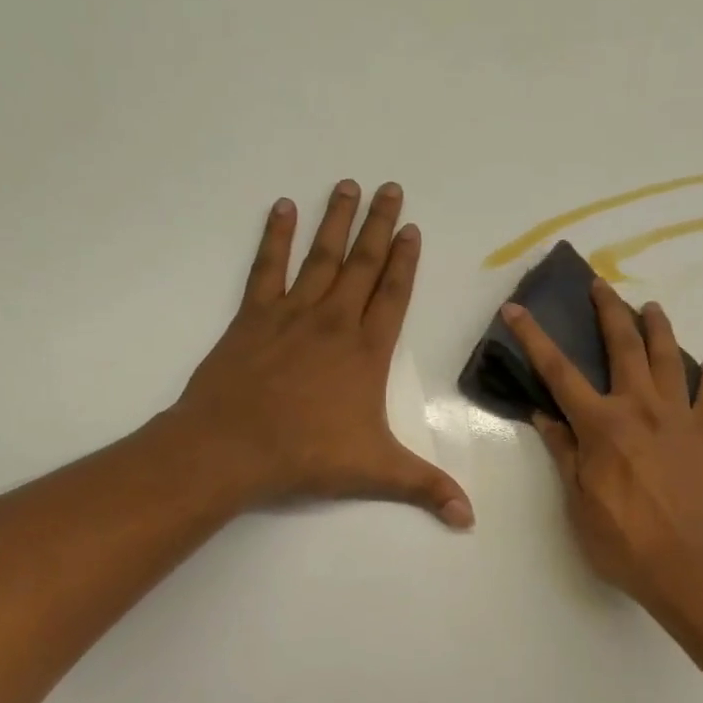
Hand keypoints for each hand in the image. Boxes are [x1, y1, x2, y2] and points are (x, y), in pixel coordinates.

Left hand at [159, 181, 472, 527]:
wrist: (232, 448)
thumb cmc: (307, 455)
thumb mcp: (376, 472)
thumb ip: (426, 487)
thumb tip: (470, 518)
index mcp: (366, 352)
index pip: (394, 295)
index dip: (405, 261)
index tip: (412, 227)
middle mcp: (334, 322)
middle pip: (362, 264)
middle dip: (379, 225)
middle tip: (390, 187)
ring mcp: (292, 314)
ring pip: (321, 257)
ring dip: (336, 221)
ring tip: (347, 184)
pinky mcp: (253, 317)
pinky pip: (267, 268)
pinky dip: (275, 237)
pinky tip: (282, 209)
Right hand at [502, 279, 702, 605]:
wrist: (690, 567)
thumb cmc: (624, 541)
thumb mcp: (578, 501)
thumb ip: (564, 452)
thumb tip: (544, 415)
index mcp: (601, 424)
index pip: (559, 372)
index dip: (535, 338)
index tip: (516, 309)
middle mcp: (640, 409)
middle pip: (623, 347)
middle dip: (609, 311)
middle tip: (600, 285)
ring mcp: (679, 420)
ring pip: (669, 360)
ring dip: (659, 329)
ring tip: (651, 307)